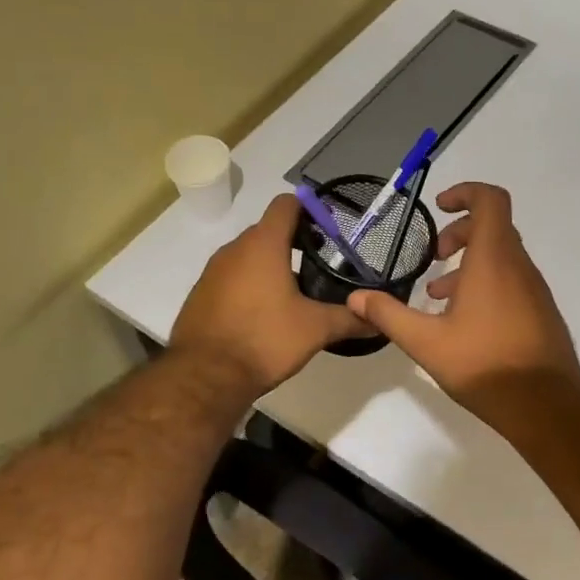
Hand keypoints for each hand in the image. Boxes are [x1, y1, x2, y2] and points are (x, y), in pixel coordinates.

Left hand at [171, 193, 369, 396]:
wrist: (205, 376)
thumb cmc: (264, 340)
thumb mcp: (315, 329)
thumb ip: (350, 319)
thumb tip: (379, 318)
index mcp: (263, 245)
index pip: (286, 204)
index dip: (309, 209)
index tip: (329, 230)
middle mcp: (234, 249)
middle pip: (268, 230)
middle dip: (293, 241)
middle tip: (319, 264)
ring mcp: (212, 271)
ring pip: (248, 255)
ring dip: (270, 265)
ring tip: (295, 291)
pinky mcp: (201, 294)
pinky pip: (231, 278)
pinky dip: (249, 285)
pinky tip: (264, 313)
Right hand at [346, 183, 579, 412]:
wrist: (545, 406)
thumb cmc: (484, 365)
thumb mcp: (426, 342)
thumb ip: (389, 315)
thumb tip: (355, 298)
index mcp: (493, 261)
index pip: (490, 201)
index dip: (465, 193)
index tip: (439, 207)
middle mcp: (519, 267)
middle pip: (493, 228)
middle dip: (459, 234)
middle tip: (434, 259)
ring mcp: (535, 290)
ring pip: (502, 258)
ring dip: (470, 264)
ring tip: (439, 297)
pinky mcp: (541, 312)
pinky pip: (512, 281)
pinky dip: (486, 284)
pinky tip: (464, 322)